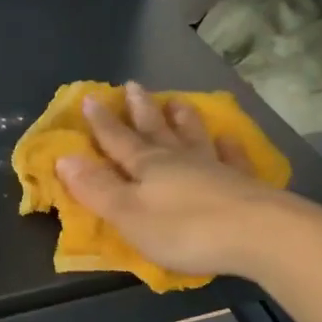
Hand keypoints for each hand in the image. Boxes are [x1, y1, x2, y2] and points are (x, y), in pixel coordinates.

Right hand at [54, 82, 292, 281]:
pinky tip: (228, 139)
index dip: (101, 122)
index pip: (117, 140)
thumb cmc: (183, 229)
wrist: (257, 234)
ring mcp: (214, 167)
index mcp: (147, 166)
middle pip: (155, 130)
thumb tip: (64, 157)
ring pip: (193, 136)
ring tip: (177, 101)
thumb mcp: (128, 214)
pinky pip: (232, 157)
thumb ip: (97, 188)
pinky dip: (227, 146)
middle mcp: (179, 159)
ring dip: (182, 119)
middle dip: (140, 111)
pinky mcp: (243, 183)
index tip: (90, 98)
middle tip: (133, 86)